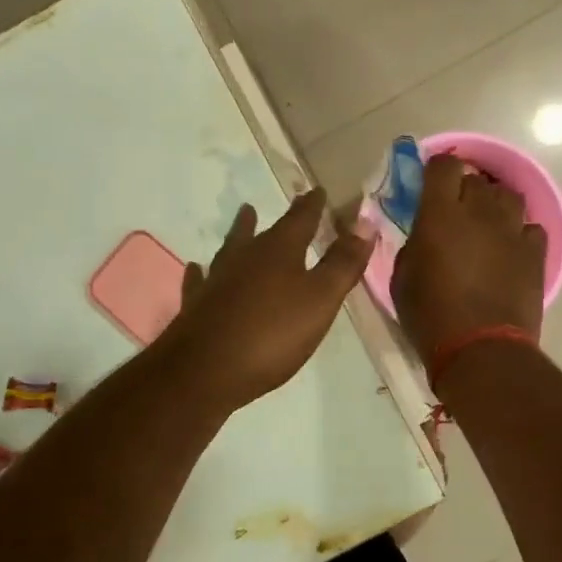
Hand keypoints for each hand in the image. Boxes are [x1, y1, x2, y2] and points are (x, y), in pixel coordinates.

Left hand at [159, 189, 373, 414]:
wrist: (204, 370)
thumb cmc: (271, 333)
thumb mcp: (320, 299)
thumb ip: (343, 263)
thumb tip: (365, 223)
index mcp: (279, 251)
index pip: (300, 219)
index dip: (311, 206)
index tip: (316, 191)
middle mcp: (245, 257)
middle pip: (263, 231)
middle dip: (276, 219)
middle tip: (286, 203)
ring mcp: (217, 280)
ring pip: (231, 249)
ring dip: (240, 232)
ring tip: (244, 215)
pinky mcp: (197, 306)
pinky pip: (200, 280)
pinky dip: (202, 272)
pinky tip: (197, 268)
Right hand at [391, 154, 545, 364]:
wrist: (481, 350)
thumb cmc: (431, 316)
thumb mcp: (402, 276)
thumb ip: (414, 242)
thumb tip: (425, 232)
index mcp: (441, 213)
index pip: (443, 166)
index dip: (436, 170)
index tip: (430, 184)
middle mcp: (479, 211)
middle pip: (476, 179)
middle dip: (464, 189)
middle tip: (455, 212)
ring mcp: (512, 230)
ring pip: (508, 196)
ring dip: (494, 205)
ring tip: (486, 225)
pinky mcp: (535, 253)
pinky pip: (530, 227)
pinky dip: (519, 232)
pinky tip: (510, 248)